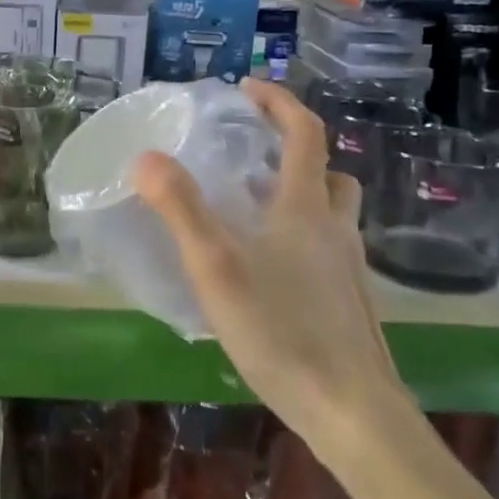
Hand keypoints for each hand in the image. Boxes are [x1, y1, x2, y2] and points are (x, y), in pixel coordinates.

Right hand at [133, 79, 406, 443]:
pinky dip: (304, 239)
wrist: (352, 410)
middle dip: (293, 151)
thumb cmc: (281, 330)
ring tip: (255, 213)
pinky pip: (330, 249)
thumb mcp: (216, 266)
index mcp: (306, 207)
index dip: (279, 101)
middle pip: (326, 171)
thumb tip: (146, 157)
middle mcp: (336, 228)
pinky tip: (273, 273)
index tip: (247, 88)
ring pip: (332, 213)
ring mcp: (350, 268)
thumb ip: (180, 209)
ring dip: (301, 196)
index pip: (304, 132)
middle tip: (252, 157)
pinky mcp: (352, 302)